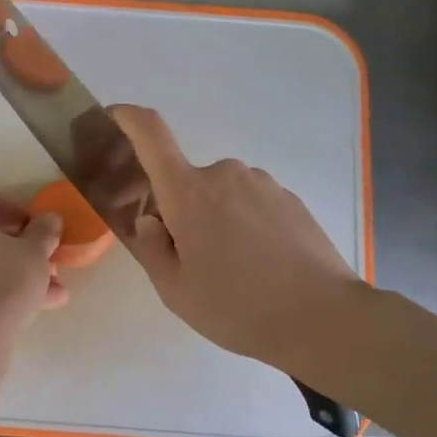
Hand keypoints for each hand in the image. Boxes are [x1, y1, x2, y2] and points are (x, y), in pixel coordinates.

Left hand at [0, 179, 69, 323]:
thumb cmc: (6, 276)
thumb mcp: (35, 251)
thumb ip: (44, 231)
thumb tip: (50, 220)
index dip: (8, 205)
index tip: (29, 227)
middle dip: (14, 245)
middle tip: (40, 260)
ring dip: (10, 271)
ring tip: (49, 293)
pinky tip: (28, 310)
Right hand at [112, 105, 364, 368]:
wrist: (323, 318)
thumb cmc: (237, 307)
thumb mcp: (175, 290)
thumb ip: (151, 248)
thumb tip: (151, 219)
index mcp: (188, 192)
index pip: (151, 134)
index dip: (127, 118)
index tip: (113, 118)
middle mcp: (224, 174)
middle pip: (185, 181)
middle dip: (178, 211)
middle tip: (189, 258)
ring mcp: (262, 184)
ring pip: (220, 194)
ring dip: (214, 219)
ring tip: (232, 269)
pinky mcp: (290, 199)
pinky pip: (250, 203)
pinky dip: (244, 225)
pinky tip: (260, 266)